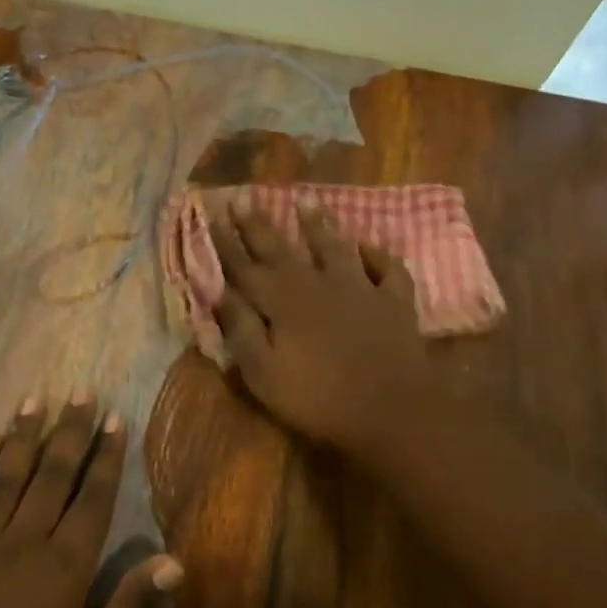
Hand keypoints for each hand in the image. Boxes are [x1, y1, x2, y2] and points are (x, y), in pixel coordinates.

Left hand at [0, 393, 182, 607]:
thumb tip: (170, 561)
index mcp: (63, 570)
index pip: (92, 498)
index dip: (107, 455)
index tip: (116, 416)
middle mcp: (22, 543)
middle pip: (51, 474)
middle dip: (70, 430)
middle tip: (82, 391)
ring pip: (6, 475)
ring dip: (23, 435)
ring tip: (36, 399)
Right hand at [210, 200, 445, 472]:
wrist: (393, 411)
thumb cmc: (319, 399)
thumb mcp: (264, 375)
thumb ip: (242, 331)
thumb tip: (221, 294)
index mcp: (282, 302)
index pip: (245, 266)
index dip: (226, 242)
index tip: (213, 214)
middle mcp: (317, 284)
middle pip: (281, 248)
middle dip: (258, 223)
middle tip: (243, 196)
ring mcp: (359, 288)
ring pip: (334, 247)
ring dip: (318, 224)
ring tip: (306, 200)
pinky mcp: (393, 301)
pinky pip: (387, 269)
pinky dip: (377, 255)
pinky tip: (369, 246)